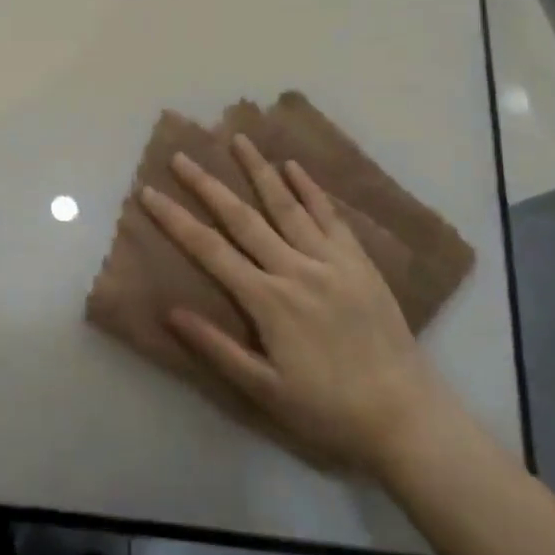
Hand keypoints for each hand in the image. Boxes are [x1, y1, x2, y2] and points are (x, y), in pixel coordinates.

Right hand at [138, 134, 451, 476]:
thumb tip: (171, 311)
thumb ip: (217, 348)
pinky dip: (310, 189)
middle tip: (181, 156)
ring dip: (259, 170)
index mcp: (268, 300)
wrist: (405, 415)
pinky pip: (330, 217)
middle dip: (207, 185)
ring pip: (286, 206)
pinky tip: (293, 167)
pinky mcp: (358, 262)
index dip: (175, 219)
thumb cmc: (328, 409)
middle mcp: (295, 269)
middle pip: (242, 218)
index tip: (149, 193)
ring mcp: (330, 261)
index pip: (209, 249)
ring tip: (238, 138)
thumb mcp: (265, 390)